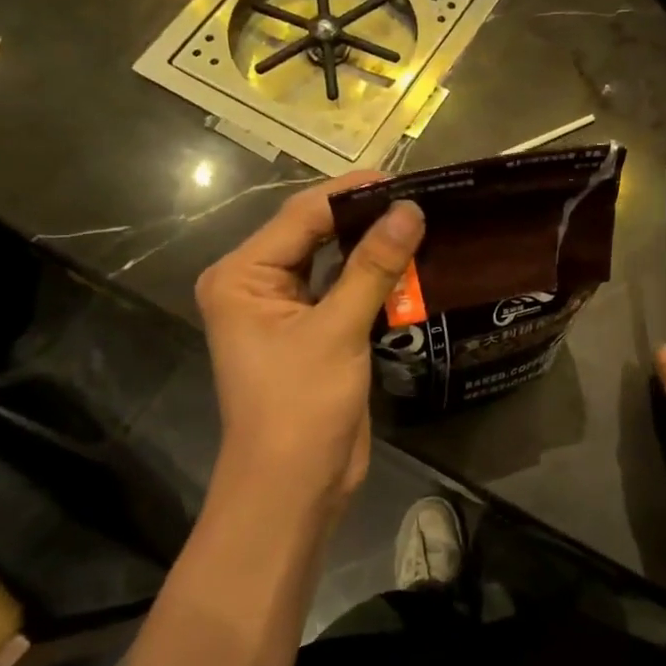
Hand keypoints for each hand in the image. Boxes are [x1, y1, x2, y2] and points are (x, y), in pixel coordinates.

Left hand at [195, 174, 423, 522]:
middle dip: (365, 218)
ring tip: (423, 223)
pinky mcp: (313, 334)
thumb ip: (374, 266)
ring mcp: (285, 311)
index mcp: (242, 276)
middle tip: (421, 198)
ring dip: (373, 249)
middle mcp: (257, 285)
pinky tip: (413, 265)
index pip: (302, 215)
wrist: (293, 488)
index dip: (353, 193)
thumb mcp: (338, 330)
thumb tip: (410, 209)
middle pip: (316, 234)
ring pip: (333, 263)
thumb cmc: (300, 406)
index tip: (406, 178)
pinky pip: (345, 292)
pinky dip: (375, 280)